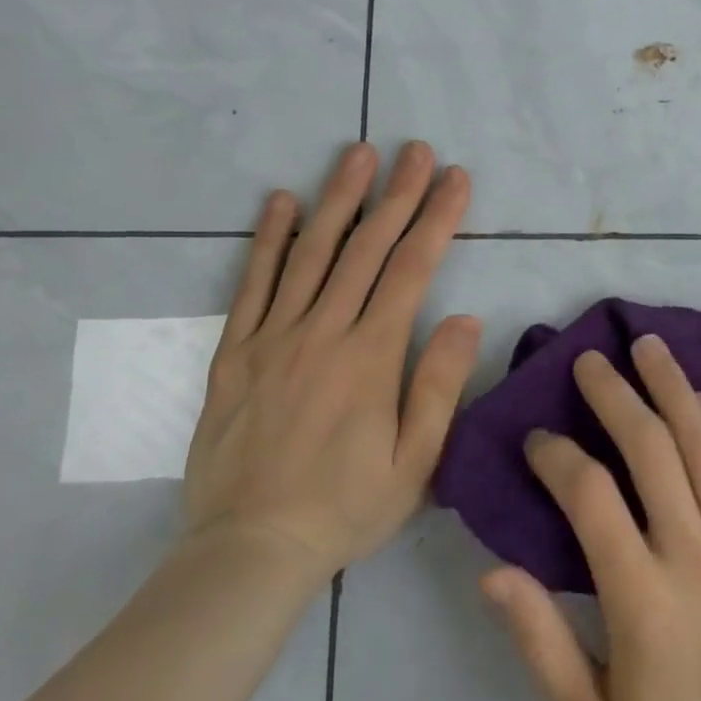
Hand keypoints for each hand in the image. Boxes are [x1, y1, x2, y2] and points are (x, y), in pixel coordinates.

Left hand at [182, 141, 476, 589]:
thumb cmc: (346, 507)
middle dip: (396, 193)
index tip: (455, 178)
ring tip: (357, 154)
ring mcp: (274, 337)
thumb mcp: (416, 462)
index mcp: (371, 356)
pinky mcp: (235, 352)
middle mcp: (323, 332)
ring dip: (338, 199)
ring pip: (311, 253)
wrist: (248, 551)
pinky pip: (252, 285)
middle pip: (366, 248)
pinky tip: (279, 202)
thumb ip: (440, 385)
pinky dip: (267, 240)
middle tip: (415, 149)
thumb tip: (464, 316)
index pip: (412, 268)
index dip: (437, 218)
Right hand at [479, 335, 700, 700]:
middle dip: (615, 394)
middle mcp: (694, 552)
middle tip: (590, 359)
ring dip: (674, 386)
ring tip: (649, 346)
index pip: (590, 496)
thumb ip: (539, 643)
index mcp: (641, 597)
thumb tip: (493, 571)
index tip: (536, 439)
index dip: (557, 456)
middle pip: (652, 447)